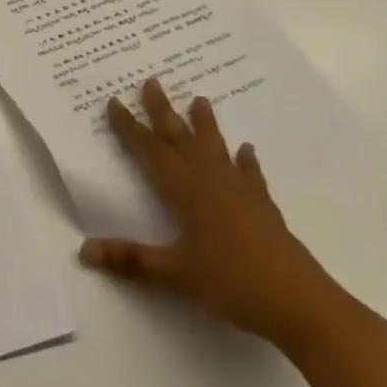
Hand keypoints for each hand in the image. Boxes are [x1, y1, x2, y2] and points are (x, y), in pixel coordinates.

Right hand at [79, 77, 340, 346]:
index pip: (150, 151)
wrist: (302, 305)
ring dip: (206, 125)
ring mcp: (241, 193)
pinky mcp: (264, 209)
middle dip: (163, 111)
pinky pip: (251, 176)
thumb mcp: (175, 274)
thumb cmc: (233, 284)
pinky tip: (247, 151)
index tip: (114, 101)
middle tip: (152, 81)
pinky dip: (246, 162)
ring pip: (216, 149)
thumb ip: (131, 260)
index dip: (129, 127)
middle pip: (181, 139)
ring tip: (200, 99)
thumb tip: (84, 251)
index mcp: (185, 191)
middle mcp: (210, 182)